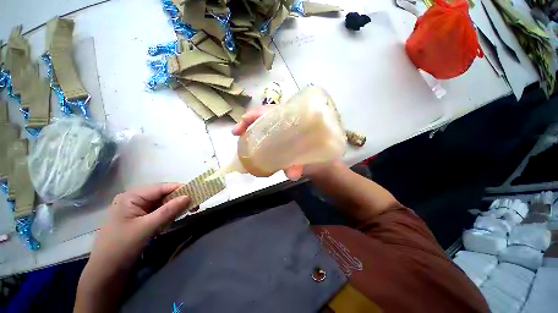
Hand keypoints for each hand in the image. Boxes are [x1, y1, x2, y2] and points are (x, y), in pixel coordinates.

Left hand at [76, 184, 188, 312]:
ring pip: (162, 204)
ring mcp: (137, 210)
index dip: (180, 189)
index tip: (197, 192)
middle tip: (195, 204)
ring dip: (176, 207)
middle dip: (179, 199)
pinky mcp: (140, 219)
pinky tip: (177, 217)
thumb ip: (168, 211)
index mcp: (131, 197)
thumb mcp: (147, 227)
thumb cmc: (122, 247)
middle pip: (163, 195)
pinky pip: (159, 212)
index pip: (161, 188)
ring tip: (191, 210)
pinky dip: (169, 214)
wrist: (106, 272)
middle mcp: (135, 200)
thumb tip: (189, 196)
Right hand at [232, 105, 336, 180]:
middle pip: (264, 115)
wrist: (323, 165)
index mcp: (297, 119)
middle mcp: (288, 122)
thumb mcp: (310, 160)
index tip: (245, 121)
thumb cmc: (319, 157)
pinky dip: (257, 140)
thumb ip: (301, 165)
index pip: (273, 110)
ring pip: (264, 125)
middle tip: (237, 133)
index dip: (257, 113)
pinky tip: (251, 148)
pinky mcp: (281, 141)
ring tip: (240, 140)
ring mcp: (283, 131)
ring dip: (250, 130)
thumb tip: (291, 174)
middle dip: (249, 121)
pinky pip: (266, 137)